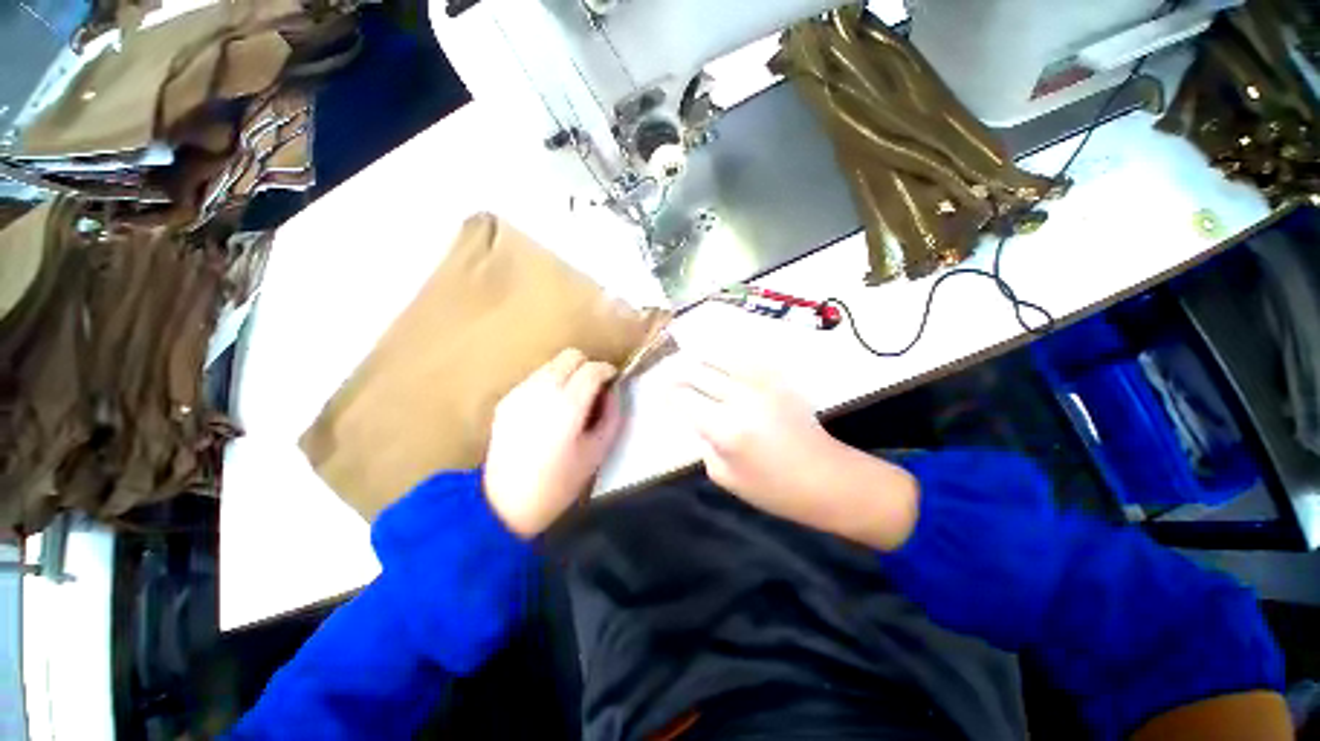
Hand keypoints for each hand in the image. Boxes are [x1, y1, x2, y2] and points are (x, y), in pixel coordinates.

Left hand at [484, 349, 622, 537]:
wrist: (505, 503)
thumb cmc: (559, 483)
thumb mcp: (598, 452)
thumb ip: (611, 415)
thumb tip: (611, 392)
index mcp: (567, 406)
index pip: (592, 369)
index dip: (607, 370)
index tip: (612, 381)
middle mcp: (542, 391)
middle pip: (571, 356)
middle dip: (587, 367)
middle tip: (593, 389)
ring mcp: (520, 393)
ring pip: (552, 364)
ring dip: (568, 374)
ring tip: (570, 401)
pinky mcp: (506, 399)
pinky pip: (535, 378)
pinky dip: (549, 384)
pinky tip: (549, 410)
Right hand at [672, 358, 918, 550]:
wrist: (826, 477)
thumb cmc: (773, 488)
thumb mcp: (725, 477)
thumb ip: (705, 444)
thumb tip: (699, 420)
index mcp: (725, 427)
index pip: (684, 398)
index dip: (669, 394)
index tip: (662, 393)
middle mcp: (741, 398)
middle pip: (700, 372)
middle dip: (681, 372)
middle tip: (671, 374)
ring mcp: (762, 384)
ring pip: (722, 358)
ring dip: (702, 358)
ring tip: (691, 359)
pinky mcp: (779, 380)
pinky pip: (747, 359)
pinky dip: (729, 357)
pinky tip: (722, 359)